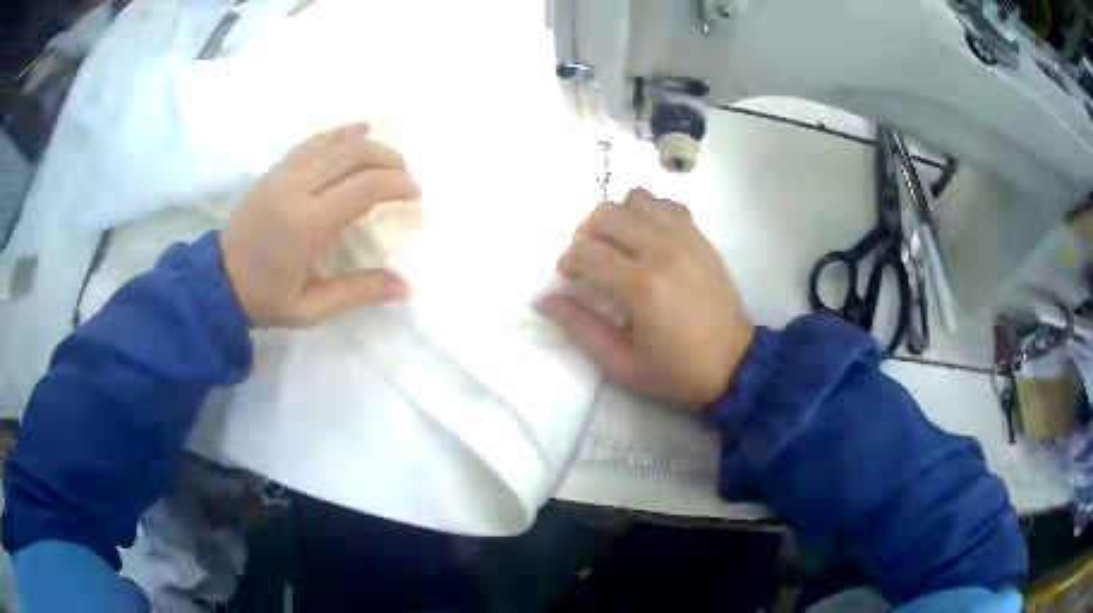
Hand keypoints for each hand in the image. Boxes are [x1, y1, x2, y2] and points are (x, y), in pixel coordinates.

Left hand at [220, 123, 420, 326]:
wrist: (218, 281)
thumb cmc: (265, 299)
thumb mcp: (311, 309)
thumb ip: (357, 293)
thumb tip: (406, 285)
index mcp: (305, 224)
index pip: (363, 187)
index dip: (396, 183)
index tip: (416, 193)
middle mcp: (295, 189)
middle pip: (353, 155)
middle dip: (389, 159)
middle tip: (407, 176)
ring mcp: (282, 175)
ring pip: (334, 142)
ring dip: (369, 145)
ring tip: (390, 158)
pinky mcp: (274, 170)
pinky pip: (313, 142)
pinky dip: (340, 133)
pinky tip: (360, 130)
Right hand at [541, 188, 753, 408]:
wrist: (735, 366)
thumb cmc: (676, 372)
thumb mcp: (621, 365)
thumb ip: (581, 328)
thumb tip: (546, 299)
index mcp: (641, 287)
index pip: (588, 252)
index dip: (568, 261)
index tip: (568, 276)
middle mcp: (663, 251)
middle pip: (607, 214)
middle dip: (585, 232)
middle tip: (587, 258)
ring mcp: (686, 240)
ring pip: (637, 198)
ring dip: (617, 217)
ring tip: (616, 244)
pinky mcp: (702, 238)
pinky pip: (667, 205)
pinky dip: (648, 213)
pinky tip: (646, 238)